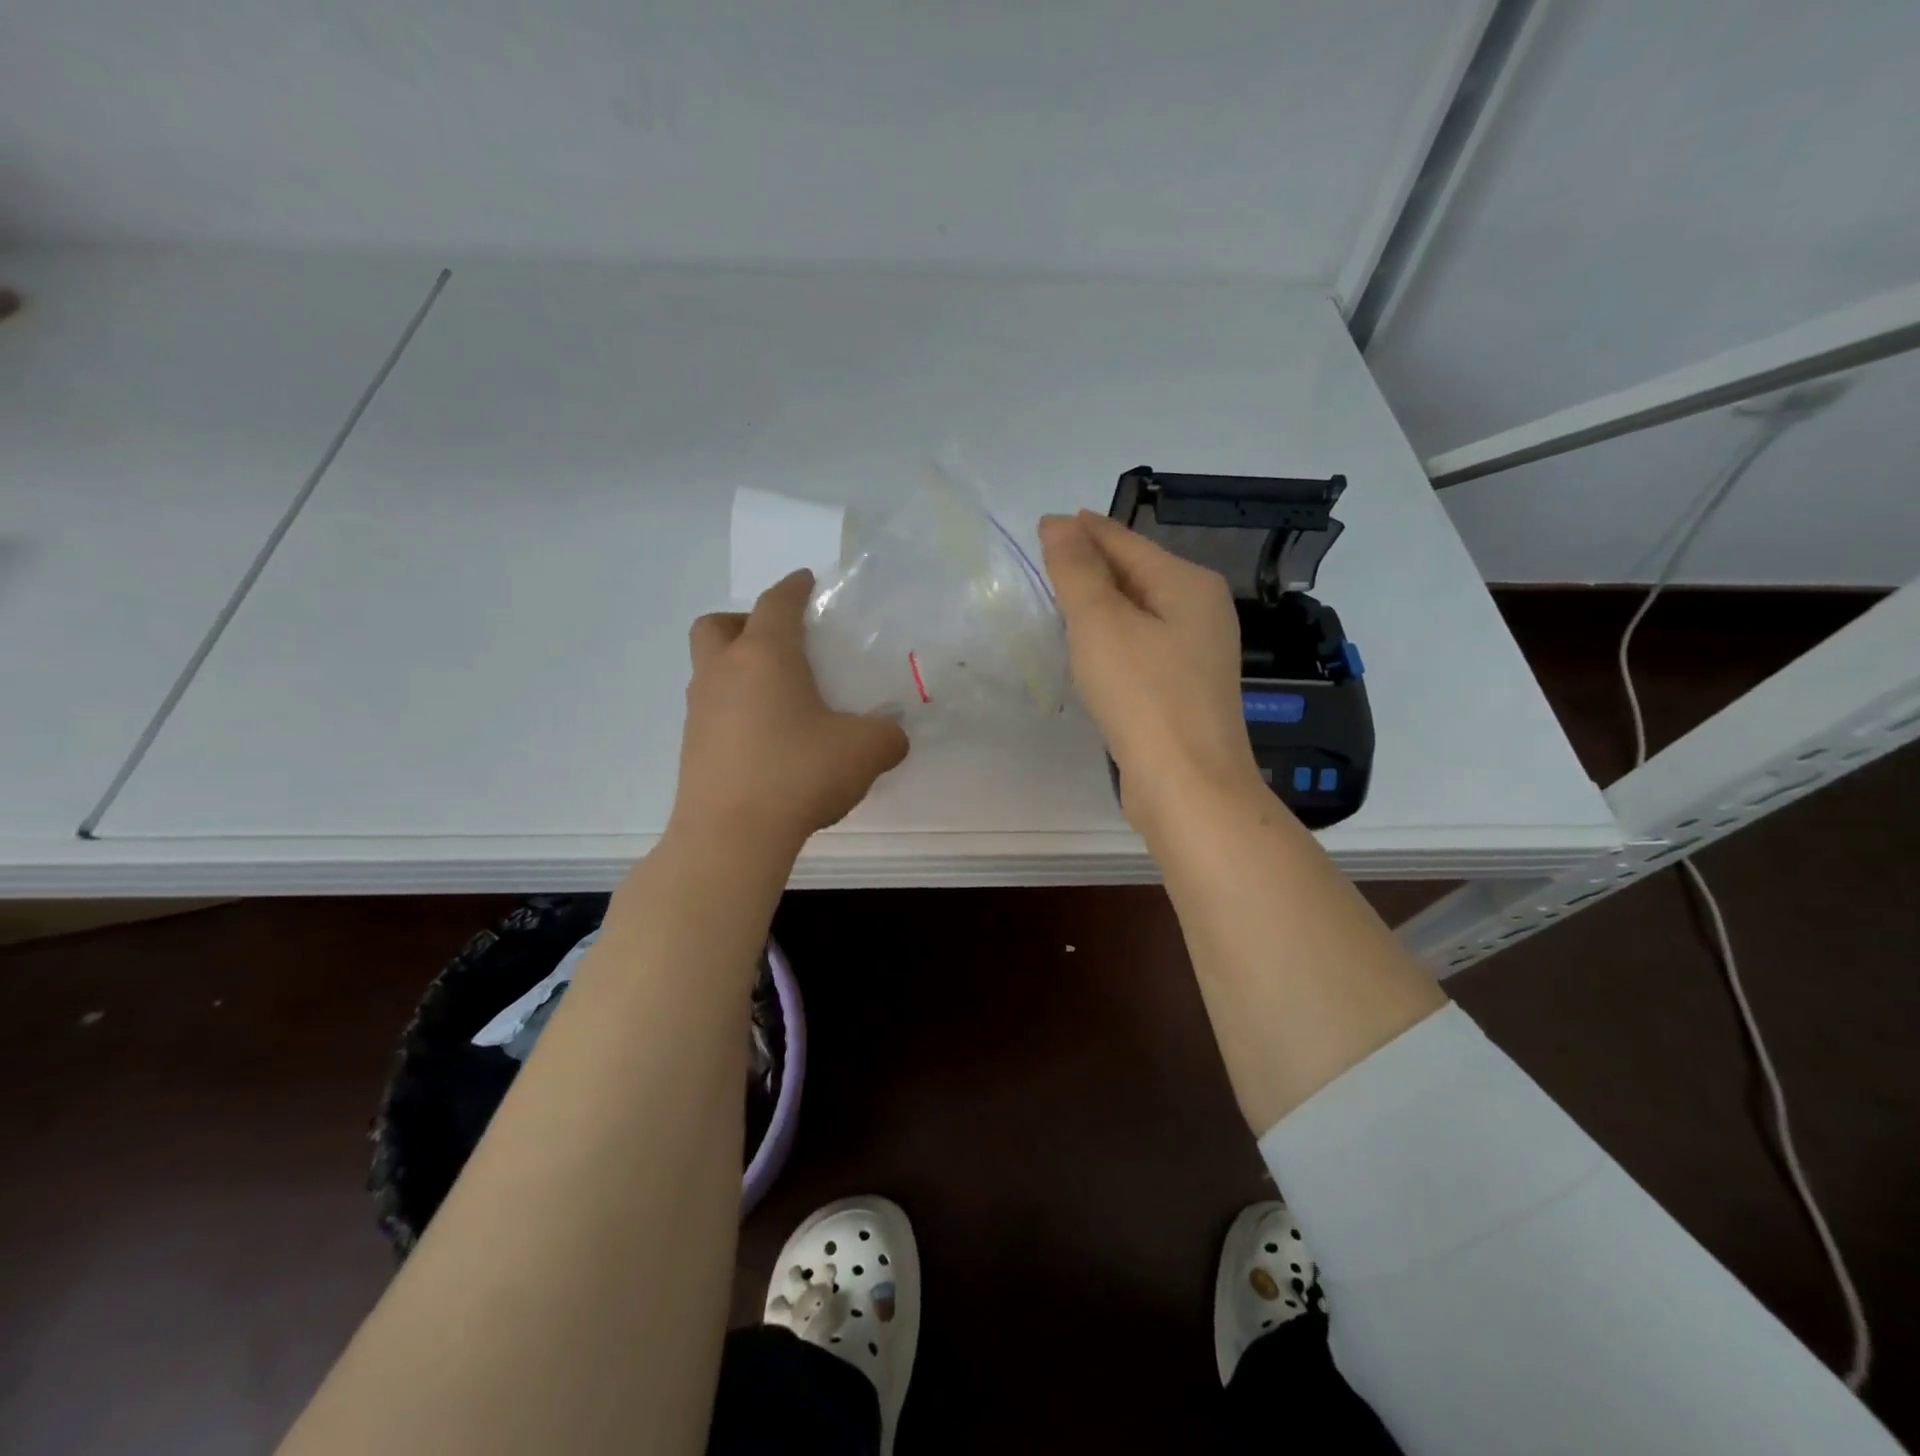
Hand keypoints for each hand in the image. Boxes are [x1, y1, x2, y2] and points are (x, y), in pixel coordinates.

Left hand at [672, 571, 908, 848]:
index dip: (794, 587)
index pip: (776, 603)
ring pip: (710, 669)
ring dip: (738, 668)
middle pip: (717, 625)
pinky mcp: (692, 748)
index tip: (807, 581)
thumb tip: (891, 736)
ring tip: (781, 698)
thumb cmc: (798, 773)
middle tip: (779, 644)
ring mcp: (700, 711)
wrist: (731, 836)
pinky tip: (768, 740)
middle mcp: (723, 673)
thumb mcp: (866, 750)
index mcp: (765, 655)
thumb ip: (888, 734)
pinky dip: (735, 710)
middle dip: (745, 621)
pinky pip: (712, 711)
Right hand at [1039, 511, 1262, 830]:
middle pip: (1137, 573)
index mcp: (1188, 584)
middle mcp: (1202, 610)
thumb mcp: (1102, 625)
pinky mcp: (1184, 689)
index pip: (1126, 541)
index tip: (1043, 525)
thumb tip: (1059, 524)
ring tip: (1060, 597)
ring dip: (1102, 602)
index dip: (1083, 531)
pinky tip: (1091, 648)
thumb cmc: (1144, 696)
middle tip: (1045, 561)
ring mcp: (1197, 653)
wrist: (1188, 786)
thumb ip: (1078, 571)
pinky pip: (1143, 645)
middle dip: (1092, 564)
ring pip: (1140, 612)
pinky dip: (1114, 638)